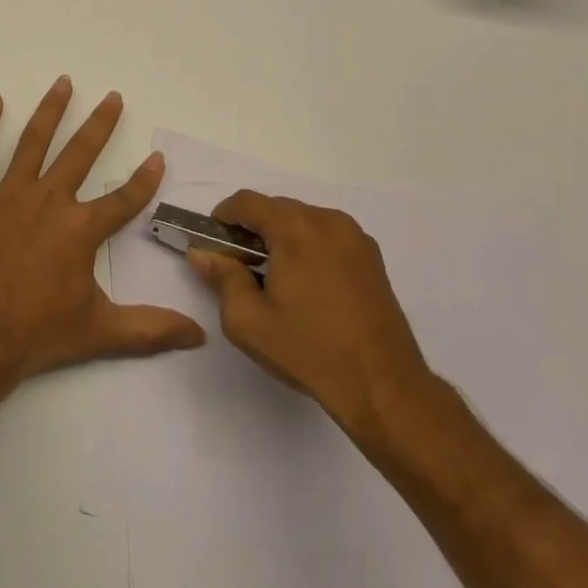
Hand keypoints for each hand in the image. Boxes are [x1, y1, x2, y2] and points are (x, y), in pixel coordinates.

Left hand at [0, 78, 205, 383]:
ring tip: (64, 82)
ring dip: (51, 109)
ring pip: (35, 140)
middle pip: (81, 152)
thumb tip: (200, 335)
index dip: (144, 179)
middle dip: (100, 123)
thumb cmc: (36, 334)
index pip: (123, 199)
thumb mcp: (100, 333)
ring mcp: (10, 194)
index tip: (157, 157)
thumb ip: (151, 329)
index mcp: (81, 229)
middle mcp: (50, 200)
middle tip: (113, 96)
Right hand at [189, 190, 434, 446]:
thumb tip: (203, 254)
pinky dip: (309, 248)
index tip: (215, 245)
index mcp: (294, 228)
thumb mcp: (248, 320)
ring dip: (282, 239)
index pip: (246, 201)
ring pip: (303, 221)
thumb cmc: (309, 350)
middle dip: (253, 231)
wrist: (384, 386)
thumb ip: (221, 278)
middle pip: (276, 209)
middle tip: (242, 268)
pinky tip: (308, 287)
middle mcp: (326, 220)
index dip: (223, 217)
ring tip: (277, 280)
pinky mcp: (372, 257)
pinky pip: (327, 237)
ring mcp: (354, 237)